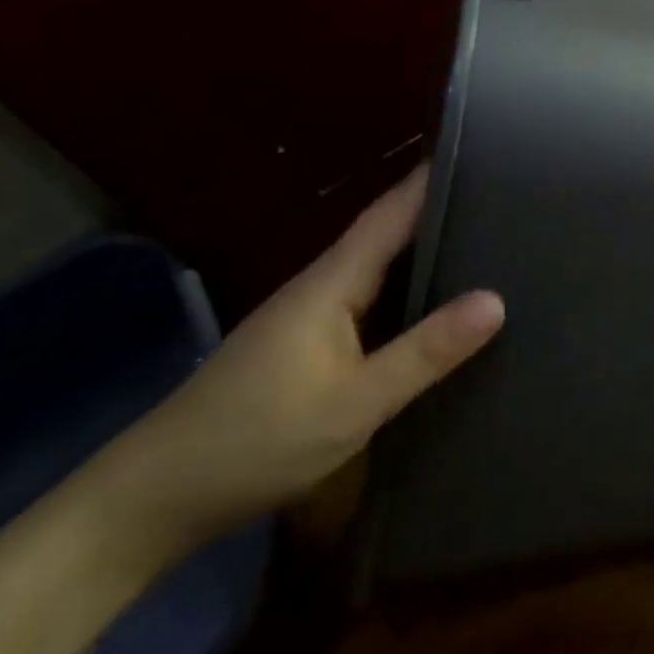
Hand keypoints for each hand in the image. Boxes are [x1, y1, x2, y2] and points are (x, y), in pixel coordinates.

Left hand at [90, 166, 504, 559]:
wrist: (150, 501)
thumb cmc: (254, 441)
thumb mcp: (354, 403)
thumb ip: (425, 351)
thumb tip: (496, 300)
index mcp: (331, 281)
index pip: (392, 211)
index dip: (433, 178)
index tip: (483, 152)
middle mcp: (321, 284)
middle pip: (388, 229)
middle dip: (440, 207)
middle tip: (503, 195)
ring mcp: (309, 314)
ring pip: (379, 263)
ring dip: (424, 245)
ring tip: (485, 237)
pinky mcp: (305, 343)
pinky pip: (369, 295)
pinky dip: (407, 284)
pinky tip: (433, 299)